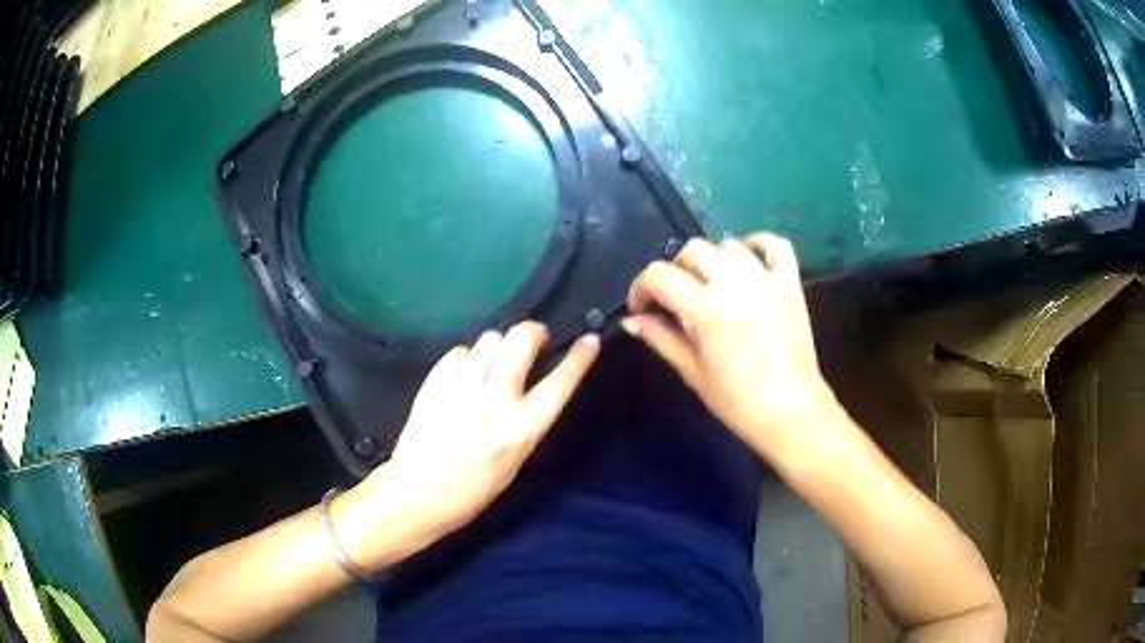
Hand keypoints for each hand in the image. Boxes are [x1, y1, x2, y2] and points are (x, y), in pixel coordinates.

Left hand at [332, 322, 599, 571]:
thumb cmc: (472, 491)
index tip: (589, 340)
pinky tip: (462, 377)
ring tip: (491, 365)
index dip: (579, 359)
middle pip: (520, 339)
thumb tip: (532, 390)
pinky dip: (466, 359)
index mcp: (521, 430)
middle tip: (531, 342)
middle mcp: (495, 401)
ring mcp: (462, 388)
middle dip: (531, 332)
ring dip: (497, 347)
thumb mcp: (514, 462)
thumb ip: (525, 423)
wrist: (417, 495)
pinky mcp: (434, 383)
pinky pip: (458, 352)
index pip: (559, 384)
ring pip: (489, 339)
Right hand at [622, 233, 836, 456]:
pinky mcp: (790, 284)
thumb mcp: (692, 372)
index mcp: (704, 308)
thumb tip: (632, 320)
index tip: (640, 308)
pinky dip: (759, 243)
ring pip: (729, 245)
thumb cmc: (736, 401)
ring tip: (711, 283)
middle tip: (675, 297)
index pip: (659, 275)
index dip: (641, 287)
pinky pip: (776, 246)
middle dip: (675, 270)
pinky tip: (747, 255)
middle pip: (693, 250)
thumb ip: (660, 338)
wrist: (789, 412)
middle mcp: (734, 283)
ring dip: (712, 259)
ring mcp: (766, 280)